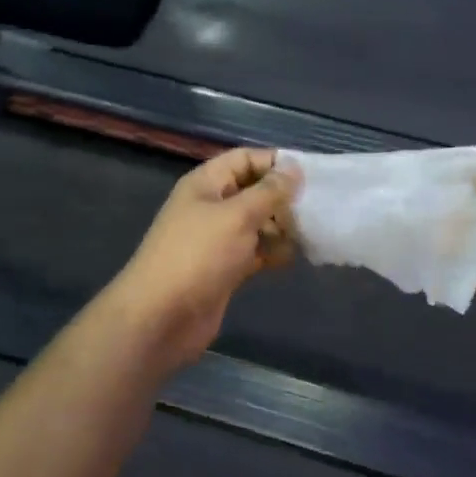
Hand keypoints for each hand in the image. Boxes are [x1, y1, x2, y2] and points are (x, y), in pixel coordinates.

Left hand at [104, 148, 300, 374]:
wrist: (160, 318)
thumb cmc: (198, 256)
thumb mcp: (237, 216)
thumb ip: (269, 191)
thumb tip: (294, 167)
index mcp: (206, 183)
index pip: (245, 158)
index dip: (275, 162)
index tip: (311, 175)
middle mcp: (211, 206)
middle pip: (253, 191)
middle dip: (282, 198)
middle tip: (315, 209)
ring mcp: (216, 239)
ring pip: (256, 223)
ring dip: (281, 227)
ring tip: (309, 235)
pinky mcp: (224, 269)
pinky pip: (254, 252)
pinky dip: (272, 252)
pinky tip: (293, 258)